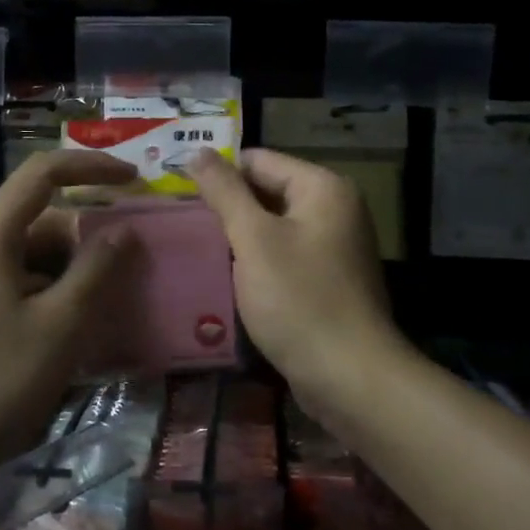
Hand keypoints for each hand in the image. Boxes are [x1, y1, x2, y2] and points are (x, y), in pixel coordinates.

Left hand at [0, 150, 137, 486]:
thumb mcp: (60, 326)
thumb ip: (96, 271)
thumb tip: (123, 231)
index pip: (42, 173)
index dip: (91, 167)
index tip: (132, 179)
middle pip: (38, 216)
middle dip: (86, 232)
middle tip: (129, 260)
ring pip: (28, 251)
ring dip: (70, 265)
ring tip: (109, 298)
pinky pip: (14, 277)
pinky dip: (48, 287)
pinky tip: (73, 322)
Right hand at [188, 148, 408, 418]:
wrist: (350, 378)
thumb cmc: (299, 299)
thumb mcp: (254, 239)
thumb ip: (225, 192)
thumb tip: (197, 151)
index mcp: (323, 188)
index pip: (258, 160)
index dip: (219, 174)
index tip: (179, 194)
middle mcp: (335, 209)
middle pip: (268, 191)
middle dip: (228, 207)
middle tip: (182, 223)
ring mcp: (335, 246)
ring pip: (273, 227)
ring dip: (239, 237)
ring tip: (196, 248)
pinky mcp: (329, 280)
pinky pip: (284, 256)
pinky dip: (258, 262)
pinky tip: (228, 278)